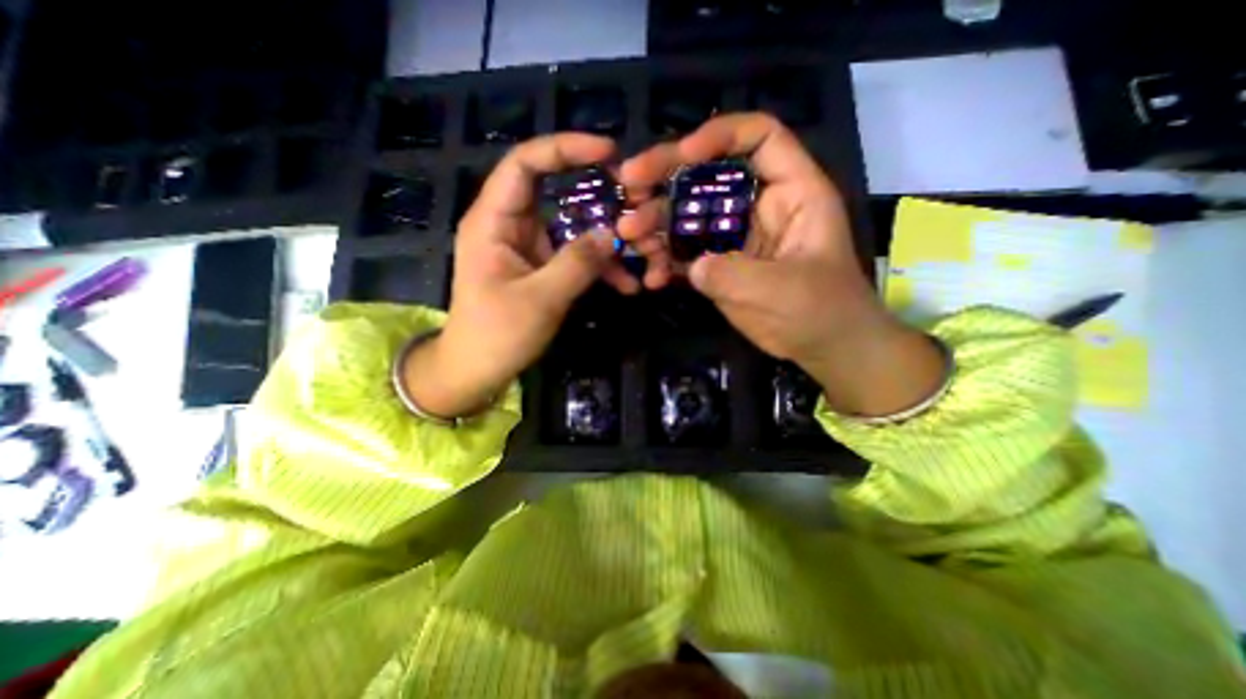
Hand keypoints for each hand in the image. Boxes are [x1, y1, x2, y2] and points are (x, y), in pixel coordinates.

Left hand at [403, 133, 665, 417]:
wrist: (478, 371)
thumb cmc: (496, 335)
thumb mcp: (540, 299)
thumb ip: (577, 264)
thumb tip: (614, 235)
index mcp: (494, 221)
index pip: (525, 163)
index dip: (564, 148)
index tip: (608, 153)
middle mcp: (512, 226)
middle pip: (557, 193)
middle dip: (599, 198)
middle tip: (636, 203)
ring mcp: (530, 248)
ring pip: (573, 228)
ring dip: (607, 242)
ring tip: (642, 253)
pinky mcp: (543, 268)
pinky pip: (575, 257)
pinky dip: (600, 268)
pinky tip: (627, 284)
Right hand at [624, 113, 944, 415]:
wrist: (822, 349)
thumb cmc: (819, 312)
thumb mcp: (780, 291)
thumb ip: (731, 275)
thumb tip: (692, 266)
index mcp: (792, 193)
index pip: (760, 139)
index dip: (720, 136)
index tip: (682, 156)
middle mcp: (758, 206)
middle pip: (710, 175)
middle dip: (666, 177)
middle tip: (628, 186)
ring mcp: (735, 236)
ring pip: (689, 214)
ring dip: (656, 223)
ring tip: (628, 237)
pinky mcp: (719, 264)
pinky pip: (686, 253)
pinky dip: (666, 262)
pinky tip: (652, 278)